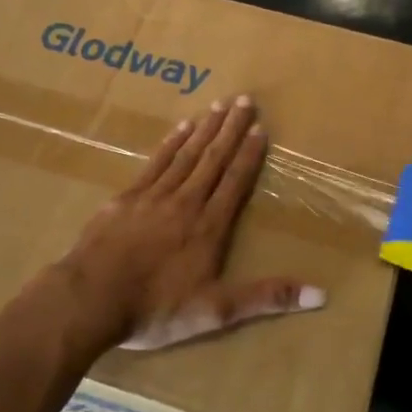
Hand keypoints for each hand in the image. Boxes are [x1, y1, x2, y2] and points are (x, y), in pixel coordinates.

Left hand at [61, 95, 326, 352]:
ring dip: (205, 129)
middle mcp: (186, 202)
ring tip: (219, 106)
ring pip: (186, 154)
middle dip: (231, 130)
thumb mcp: (217, 312)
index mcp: (209, 227)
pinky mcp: (127, 197)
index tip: (261, 129)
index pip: (235, 183)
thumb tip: (320, 295)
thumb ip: (266, 298)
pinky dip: (171, 143)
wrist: (90, 299)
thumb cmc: (155, 308)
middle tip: (245, 100)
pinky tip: (180, 128)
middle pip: (213, 159)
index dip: (249, 155)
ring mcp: (153, 196)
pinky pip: (155, 162)